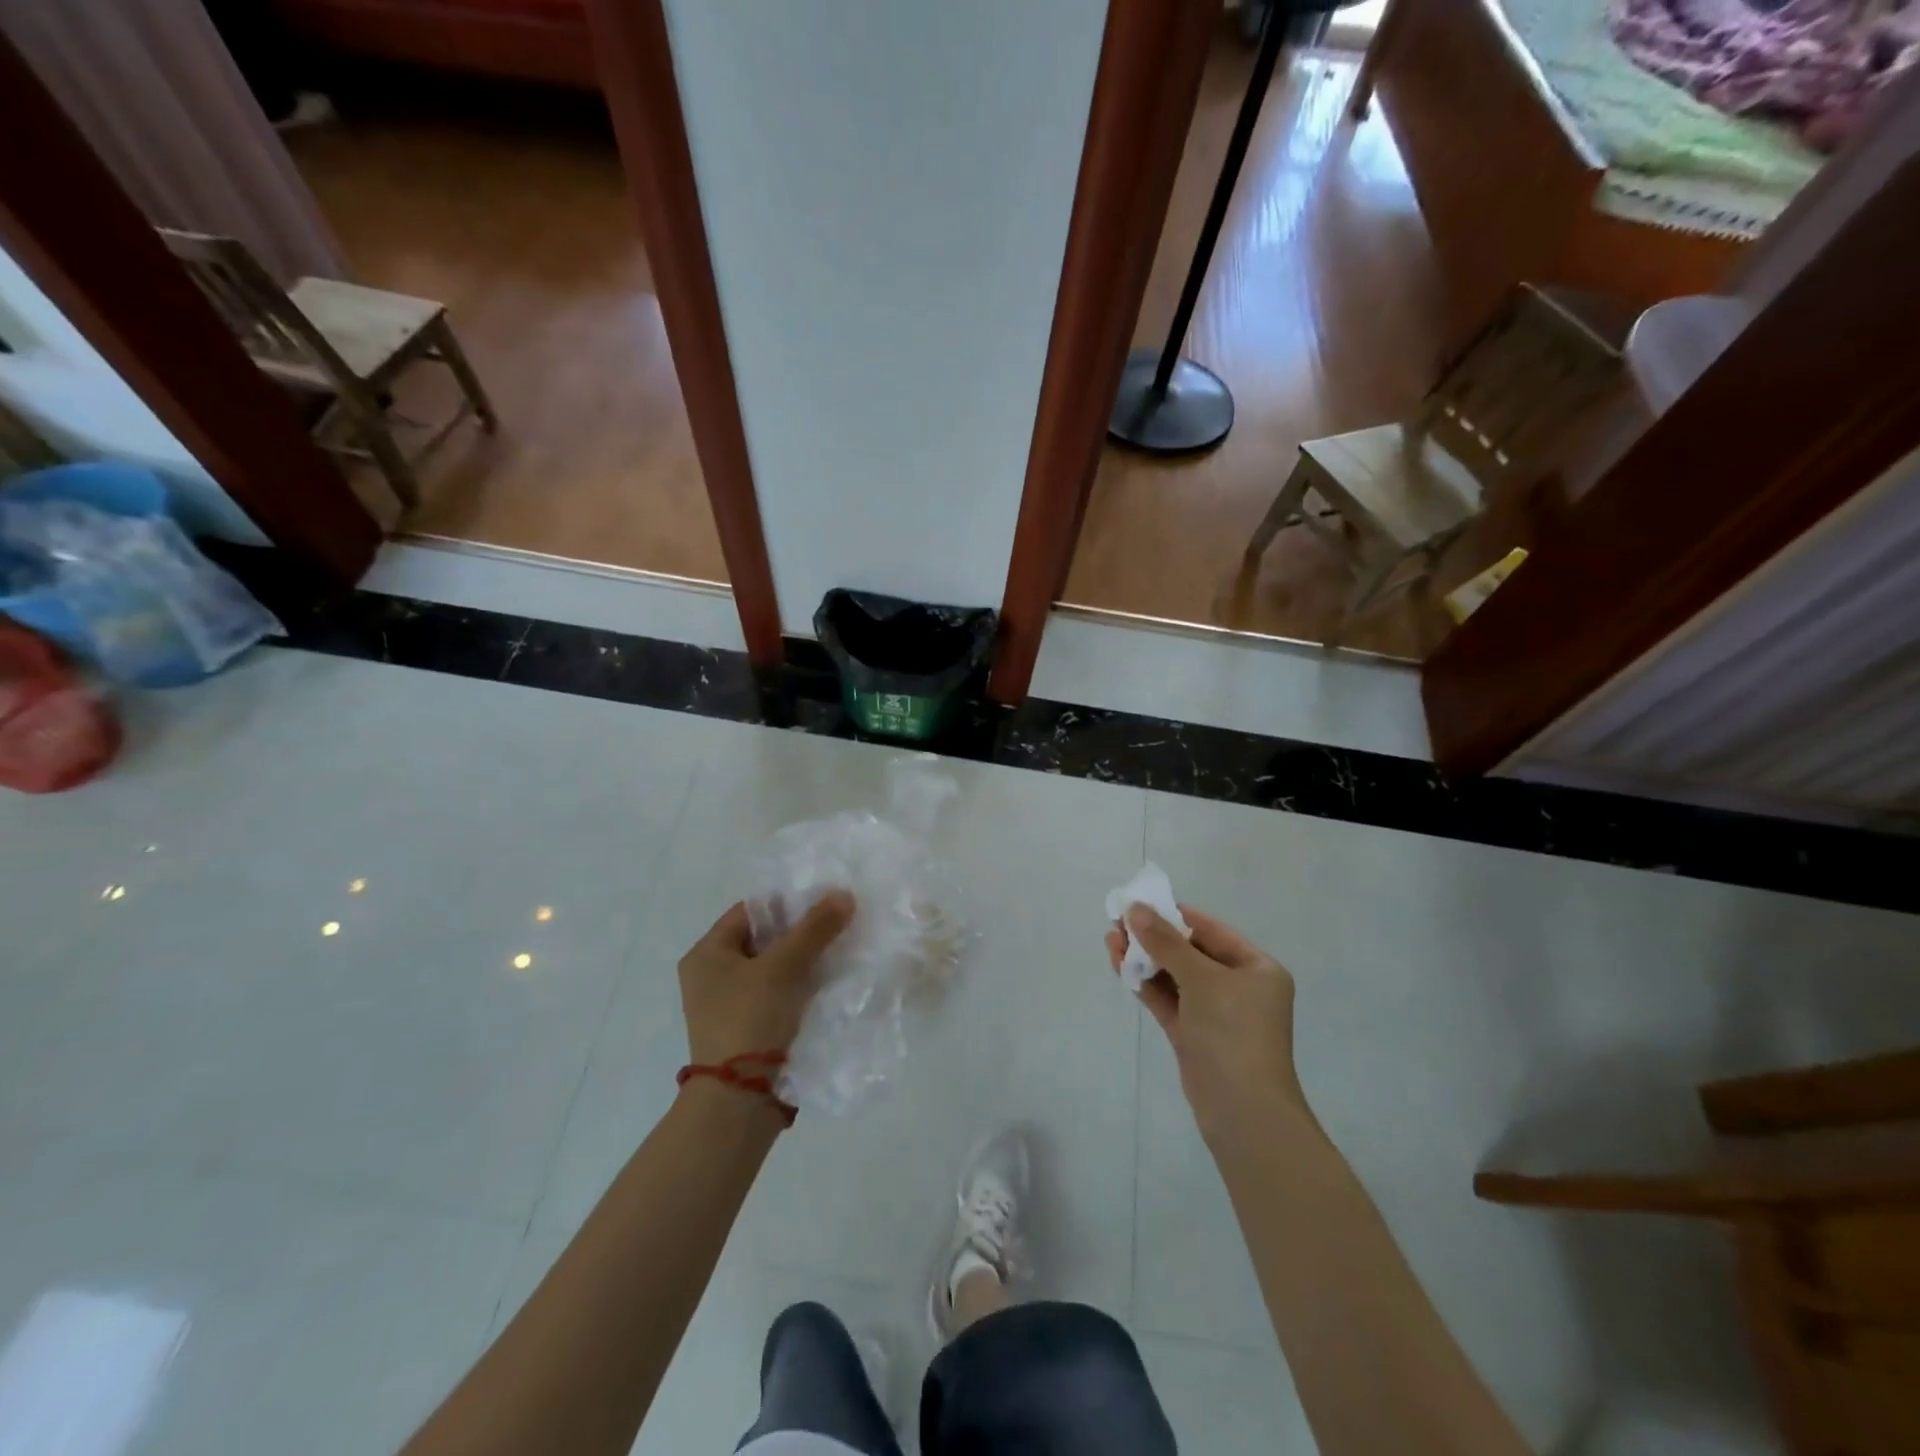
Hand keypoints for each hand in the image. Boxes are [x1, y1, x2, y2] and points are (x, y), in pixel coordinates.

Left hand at [679, 893, 854, 1072]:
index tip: (823, 905)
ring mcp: (727, 1005)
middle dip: (799, 933)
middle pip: (762, 939)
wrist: (738, 1100)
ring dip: (802, 960)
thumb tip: (845, 895)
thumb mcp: (783, 967)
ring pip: (772, 968)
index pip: (750, 911)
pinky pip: (775, 994)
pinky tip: (826, 984)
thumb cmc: (750, 1019)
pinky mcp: (746, 1028)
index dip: (787, 904)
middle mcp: (711, 976)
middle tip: (835, 926)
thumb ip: (814, 928)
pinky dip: (798, 986)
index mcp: (706, 954)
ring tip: (837, 951)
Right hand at [1107, 904, 1313, 1145]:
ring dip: (1145, 959)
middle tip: (1117, 923)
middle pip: (1190, 952)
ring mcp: (1216, 1013)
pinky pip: (1168, 1000)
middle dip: (1153, 937)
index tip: (1138, 903)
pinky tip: (1120, 967)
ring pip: (1175, 976)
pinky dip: (1146, 984)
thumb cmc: (1233, 1033)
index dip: (1173, 915)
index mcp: (1256, 968)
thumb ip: (1165, 942)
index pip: (1209, 930)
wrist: (1243, 1112)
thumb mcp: (1201, 979)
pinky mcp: (1194, 1035)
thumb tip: (1134, 908)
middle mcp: (1239, 987)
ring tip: (1110, 941)